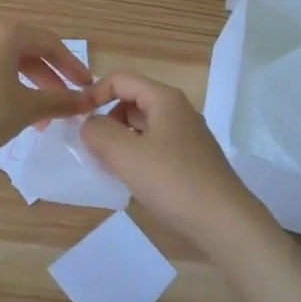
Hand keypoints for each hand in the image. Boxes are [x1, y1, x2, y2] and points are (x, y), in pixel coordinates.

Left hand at [0, 20, 95, 160]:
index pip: (51, 43)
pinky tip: (21, 116)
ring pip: (15, 66)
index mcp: (8, 34)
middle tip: (70, 101)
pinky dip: (16, 91)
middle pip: (33, 52)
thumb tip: (89, 100)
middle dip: (54, 79)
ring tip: (47, 118)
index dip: (73, 65)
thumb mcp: (28, 107)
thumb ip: (61, 101)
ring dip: (35, 89)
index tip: (88, 86)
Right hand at [80, 72, 274, 252]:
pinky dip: (137, 155)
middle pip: (131, 101)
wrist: (224, 221)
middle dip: (106, 119)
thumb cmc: (172, 180)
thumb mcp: (125, 153)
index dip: (94, 93)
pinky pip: (154, 146)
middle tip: (90, 147)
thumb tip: (89, 124)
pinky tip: (131, 179)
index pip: (120, 79)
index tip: (76, 118)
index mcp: (164, 98)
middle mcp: (177, 110)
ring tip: (107, 165)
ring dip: (120, 140)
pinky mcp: (191, 160)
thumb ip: (98, 131)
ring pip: (142, 126)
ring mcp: (187, 136)